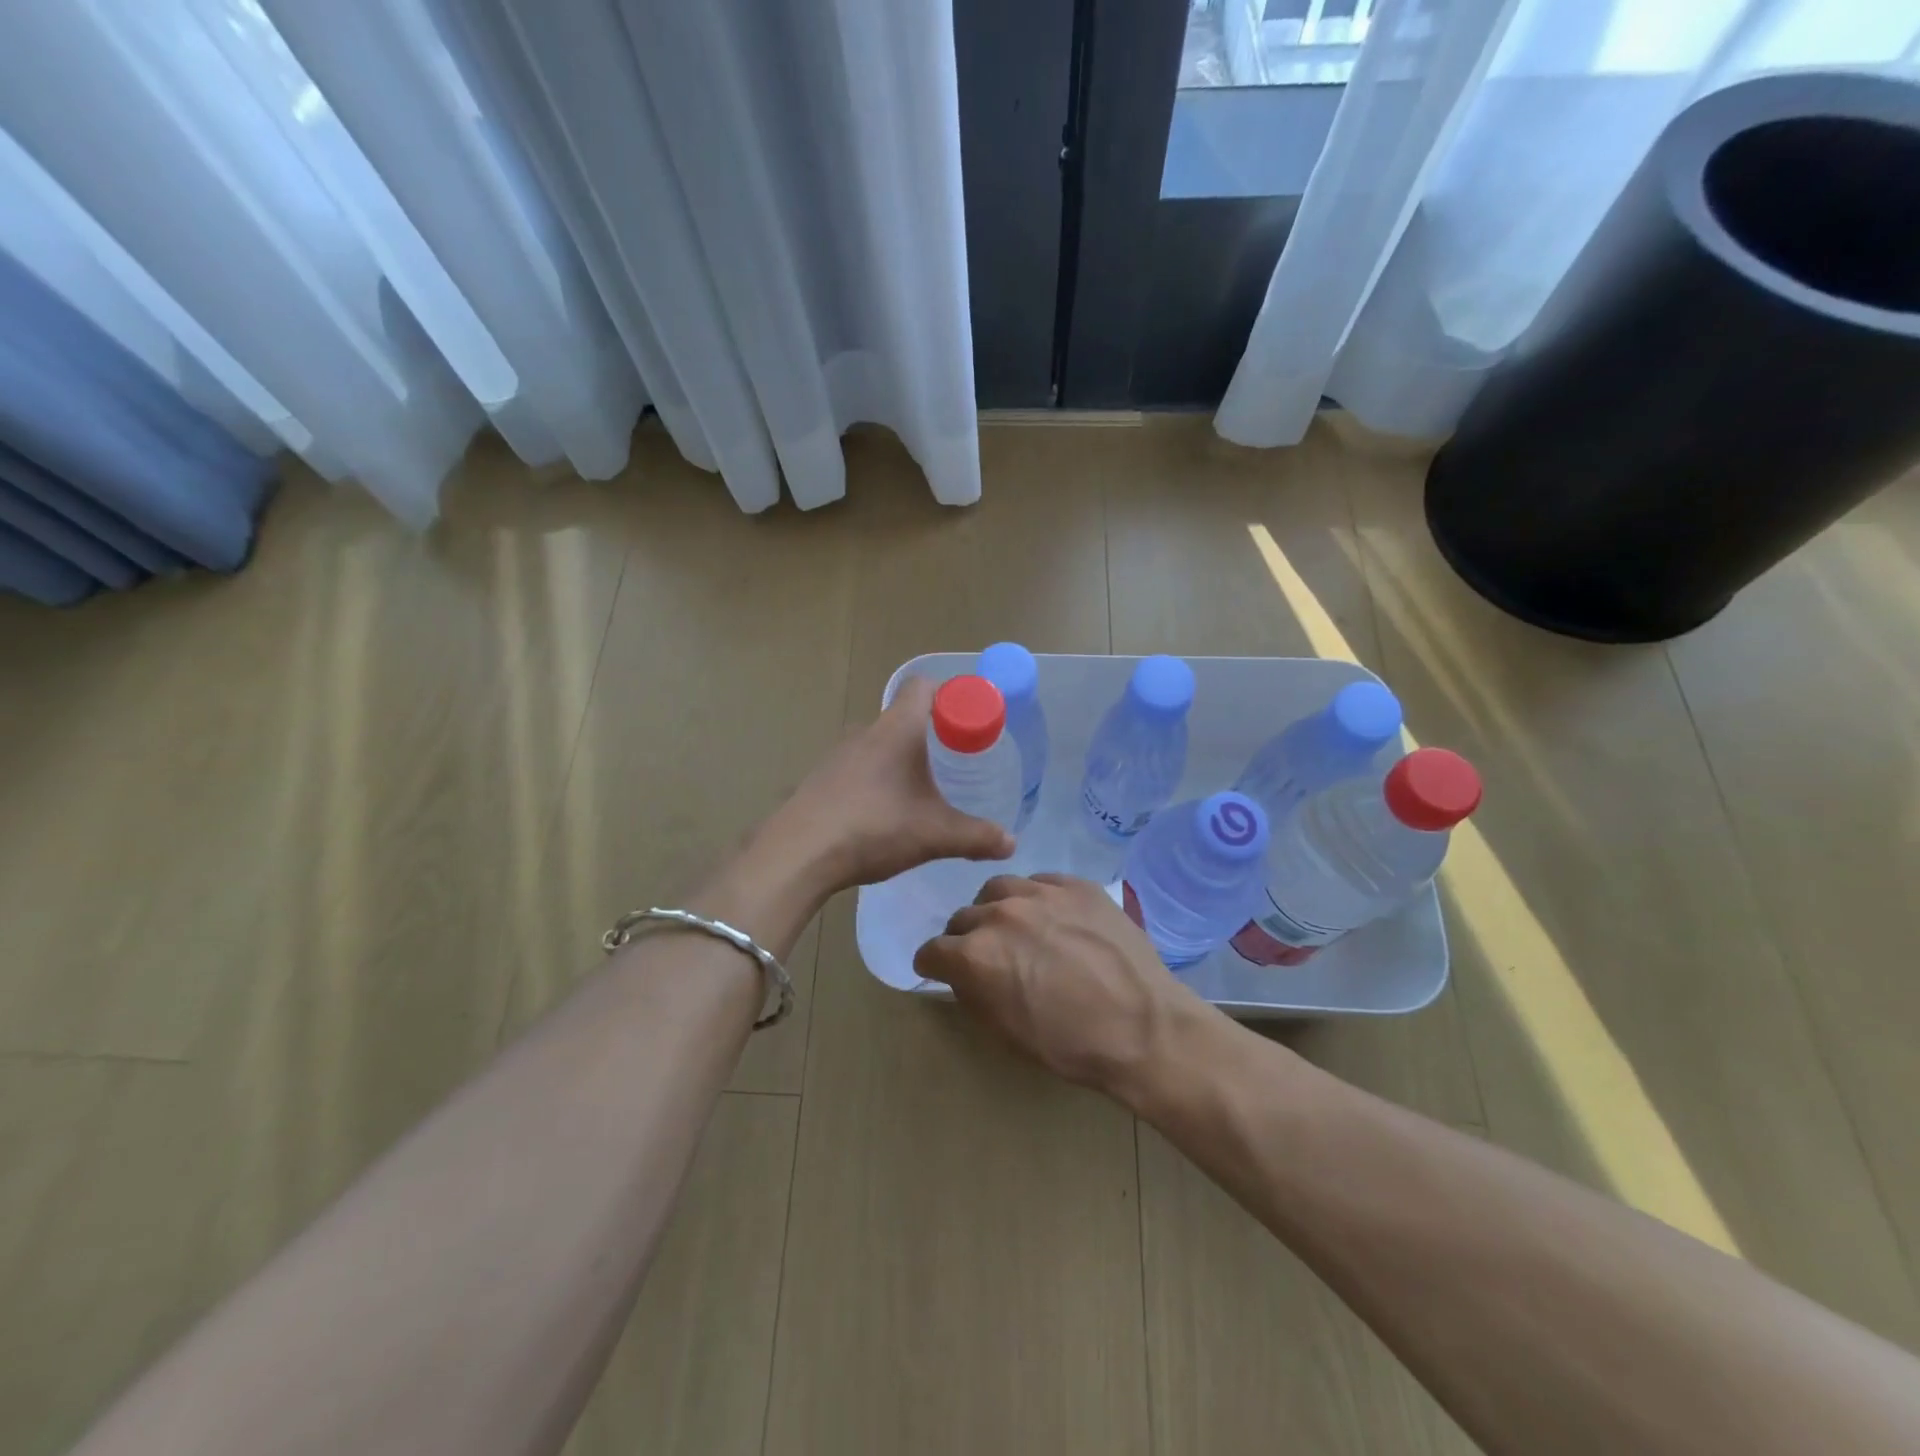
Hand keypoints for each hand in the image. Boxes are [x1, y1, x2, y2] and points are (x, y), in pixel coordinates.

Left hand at [770, 676, 1015, 894]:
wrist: (798, 854)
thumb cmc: (874, 828)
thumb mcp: (934, 834)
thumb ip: (976, 837)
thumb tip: (1011, 843)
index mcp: (896, 729)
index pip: (922, 686)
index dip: (949, 694)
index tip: (969, 719)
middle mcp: (865, 731)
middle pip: (903, 716)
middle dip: (931, 733)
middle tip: (956, 760)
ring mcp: (838, 755)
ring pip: (879, 743)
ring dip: (901, 758)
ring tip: (922, 789)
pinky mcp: (821, 779)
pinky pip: (858, 767)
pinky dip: (877, 779)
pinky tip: (884, 812)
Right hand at [913, 873, 1212, 1099]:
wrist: (1144, 1027)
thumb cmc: (1070, 1044)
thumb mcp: (1005, 1033)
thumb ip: (972, 994)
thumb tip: (960, 974)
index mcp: (974, 954)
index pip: (933, 950)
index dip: (935, 964)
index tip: (942, 971)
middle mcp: (1000, 913)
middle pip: (963, 916)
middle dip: (966, 937)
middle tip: (987, 956)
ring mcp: (1041, 892)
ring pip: (999, 889)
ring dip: (998, 909)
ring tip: (1017, 928)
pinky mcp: (1076, 885)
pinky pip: (1042, 882)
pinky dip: (1037, 899)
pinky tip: (1053, 918)